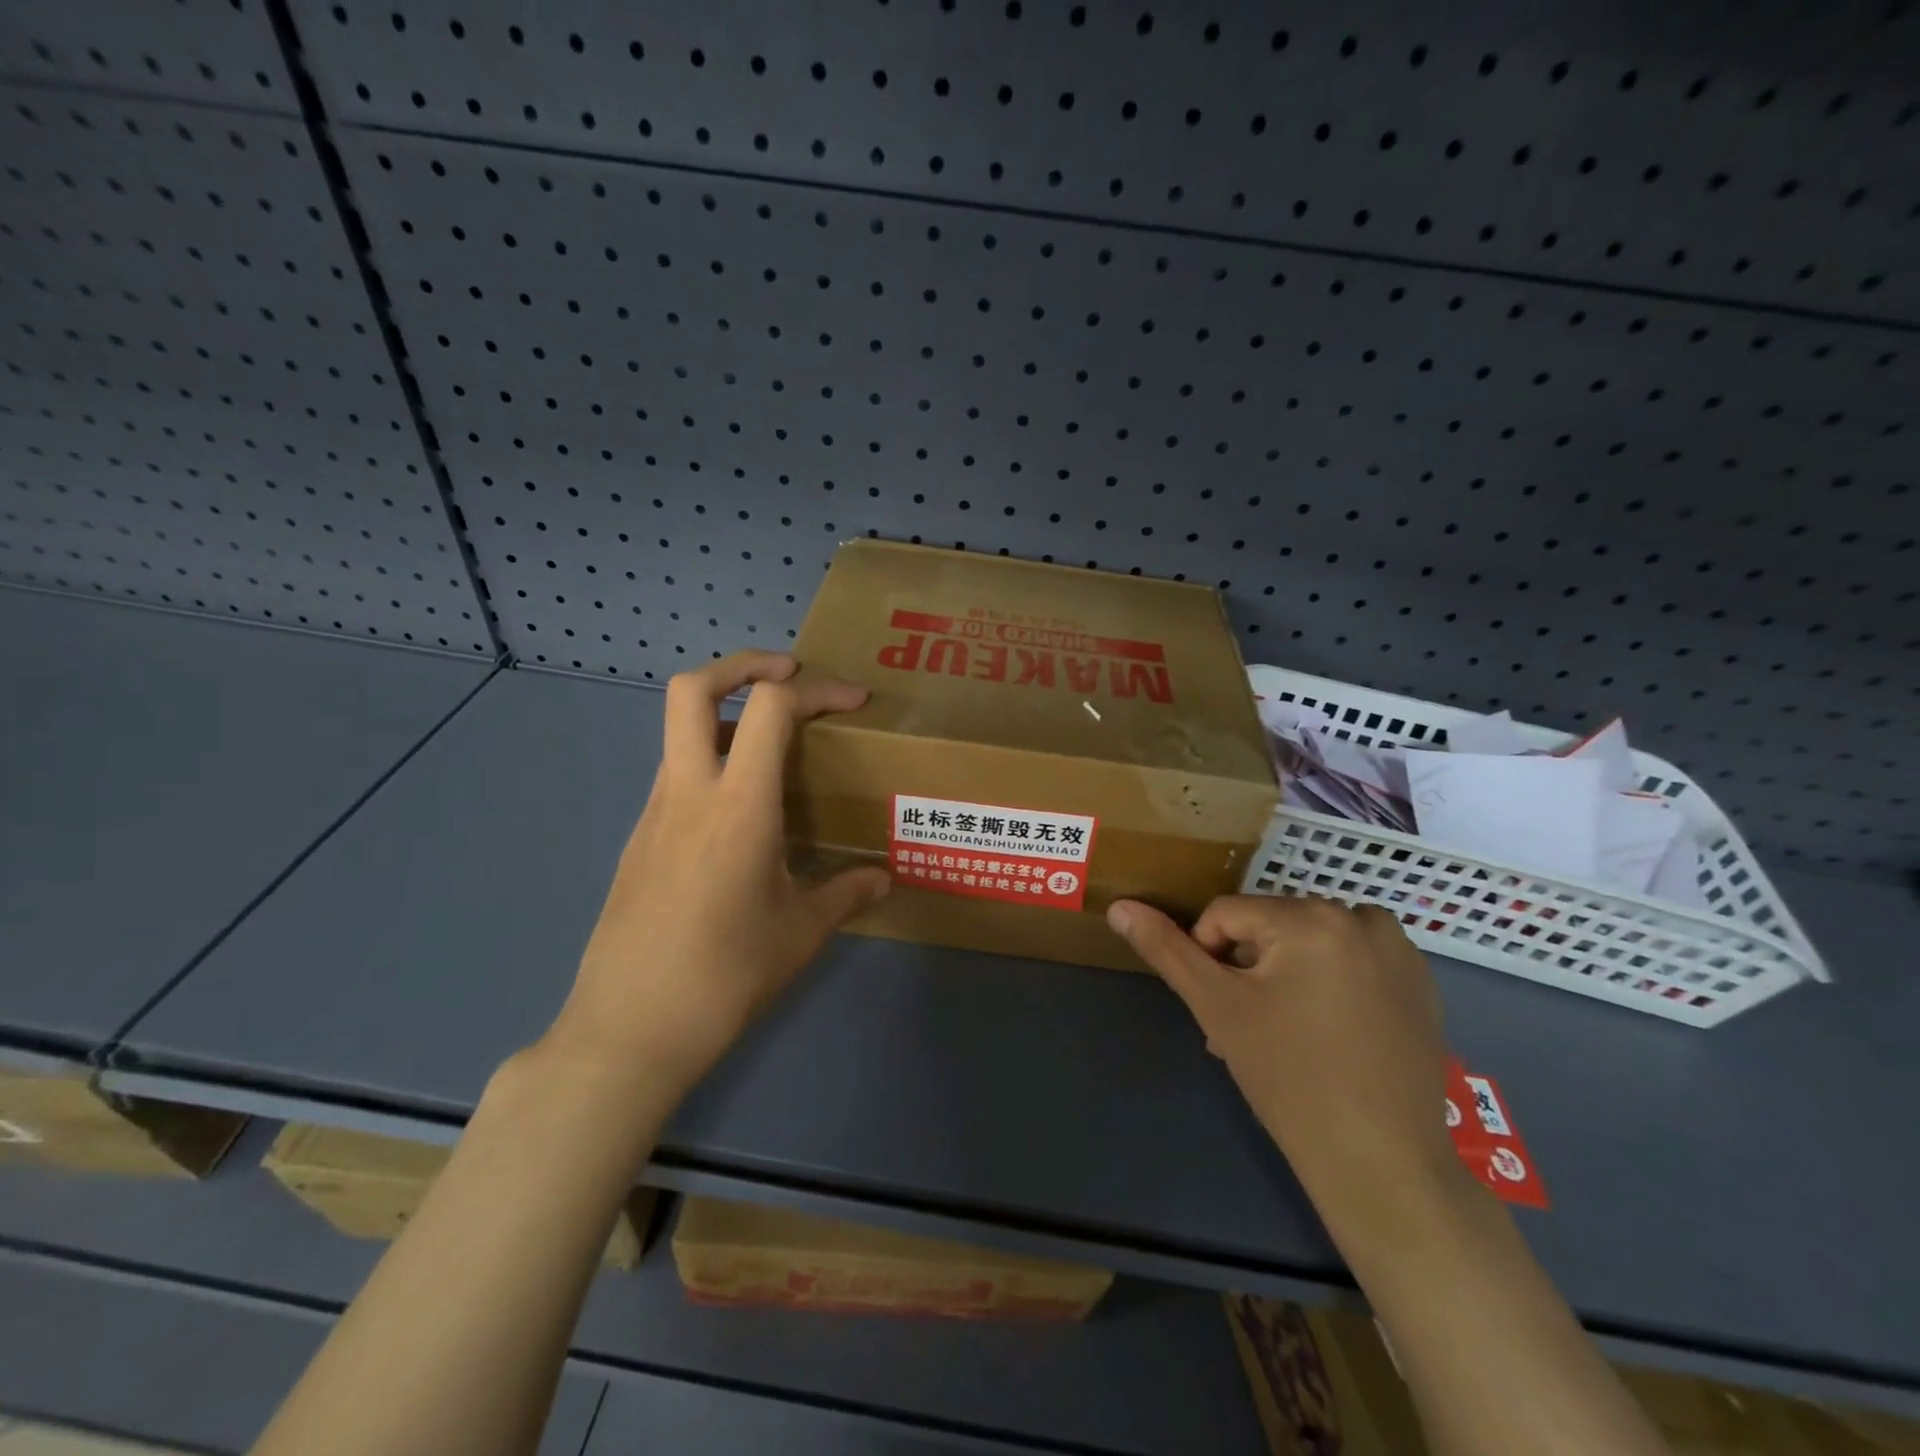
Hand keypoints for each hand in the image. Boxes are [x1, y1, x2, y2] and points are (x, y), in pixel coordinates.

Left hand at [548, 651, 889, 1096]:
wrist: (629, 1030)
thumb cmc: (726, 975)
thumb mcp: (801, 933)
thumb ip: (846, 893)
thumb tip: (881, 880)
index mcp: (739, 805)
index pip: (772, 707)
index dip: (817, 688)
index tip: (854, 701)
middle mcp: (689, 792)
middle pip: (692, 688)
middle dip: (743, 664)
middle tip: (789, 673)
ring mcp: (654, 813)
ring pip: (679, 731)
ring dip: (727, 716)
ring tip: (776, 749)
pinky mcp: (639, 839)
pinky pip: (675, 775)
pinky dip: (712, 762)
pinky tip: (742, 815)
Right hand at [1107, 895, 1463, 1228]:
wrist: (1384, 1166)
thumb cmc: (1290, 1080)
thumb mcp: (1217, 1006)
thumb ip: (1166, 949)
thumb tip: (1119, 907)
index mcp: (1310, 917)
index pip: (1226, 915)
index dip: (1209, 960)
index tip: (1221, 1011)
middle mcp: (1361, 918)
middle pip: (1270, 926)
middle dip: (1248, 969)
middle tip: (1247, 1028)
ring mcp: (1399, 950)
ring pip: (1309, 941)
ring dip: (1286, 971)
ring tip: (1284, 1031)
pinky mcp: (1420, 983)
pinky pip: (1351, 960)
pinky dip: (1330, 980)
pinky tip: (1328, 1033)